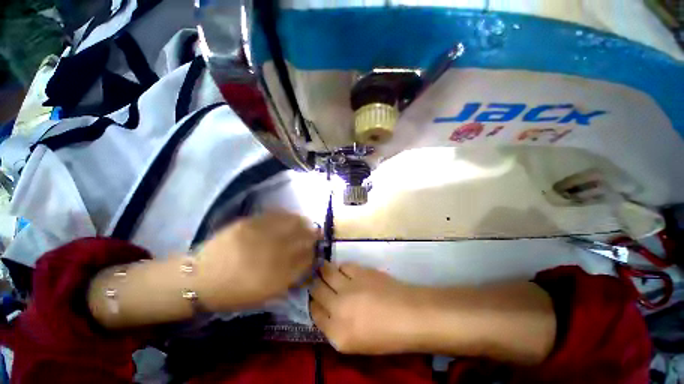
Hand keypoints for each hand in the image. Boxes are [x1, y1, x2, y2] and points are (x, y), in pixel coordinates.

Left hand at [195, 211, 318, 310]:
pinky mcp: (248, 223)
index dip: (313, 253)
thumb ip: (289, 279)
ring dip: (303, 224)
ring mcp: (260, 236)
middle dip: (312, 236)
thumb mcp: (265, 295)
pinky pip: (275, 216)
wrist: (200, 279)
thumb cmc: (234, 293)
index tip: (315, 251)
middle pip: (303, 240)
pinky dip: (287, 216)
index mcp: (277, 277)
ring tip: (306, 224)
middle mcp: (271, 255)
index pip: (306, 260)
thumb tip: (305, 263)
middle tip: (316, 234)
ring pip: (292, 225)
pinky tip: (291, 217)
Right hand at [310, 262, 427, 354]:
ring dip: (323, 270)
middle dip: (313, 284)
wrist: (410, 315)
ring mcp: (349, 287)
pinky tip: (343, 270)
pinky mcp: (360, 272)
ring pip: (326, 273)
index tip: (314, 298)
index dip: (312, 303)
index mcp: (336, 333)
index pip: (314, 313)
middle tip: (314, 280)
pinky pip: (343, 266)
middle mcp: (338, 308)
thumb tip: (325, 309)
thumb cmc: (386, 336)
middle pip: (316, 290)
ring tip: (322, 268)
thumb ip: (334, 327)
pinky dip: (340, 267)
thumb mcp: (355, 342)